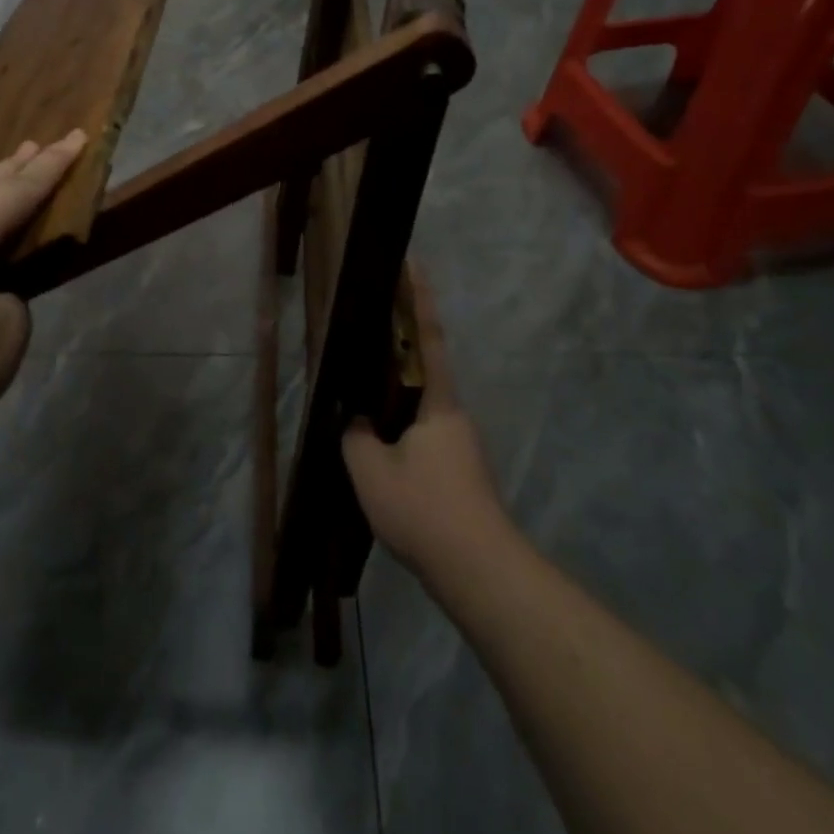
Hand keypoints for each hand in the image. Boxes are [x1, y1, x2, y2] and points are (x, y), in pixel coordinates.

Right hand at [342, 267, 508, 581]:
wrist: (478, 570)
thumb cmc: (424, 509)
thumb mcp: (370, 469)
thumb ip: (355, 435)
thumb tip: (355, 419)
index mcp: (437, 402)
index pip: (427, 337)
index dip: (418, 298)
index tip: (412, 263)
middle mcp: (453, 414)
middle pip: (424, 369)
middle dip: (399, 348)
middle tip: (366, 335)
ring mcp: (460, 443)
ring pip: (421, 406)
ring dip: (396, 396)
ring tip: (360, 401)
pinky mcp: (459, 471)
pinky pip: (423, 433)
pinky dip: (400, 427)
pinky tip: (379, 450)